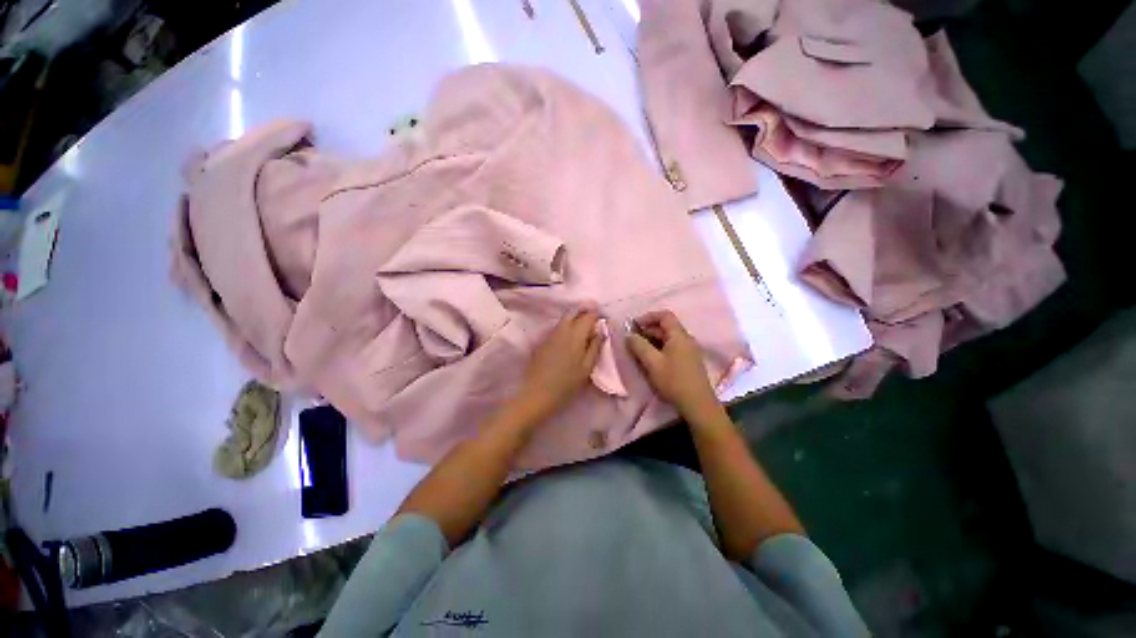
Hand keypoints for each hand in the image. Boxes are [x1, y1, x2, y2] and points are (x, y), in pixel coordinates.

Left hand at [514, 305, 604, 423]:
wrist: (536, 394)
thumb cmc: (566, 385)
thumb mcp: (586, 368)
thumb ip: (595, 347)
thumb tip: (601, 330)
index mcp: (575, 335)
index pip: (588, 316)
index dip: (597, 314)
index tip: (603, 318)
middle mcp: (562, 330)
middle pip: (574, 312)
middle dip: (585, 311)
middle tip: (593, 318)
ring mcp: (550, 335)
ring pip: (564, 319)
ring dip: (575, 318)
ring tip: (584, 327)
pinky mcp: (543, 341)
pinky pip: (557, 327)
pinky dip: (566, 326)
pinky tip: (570, 337)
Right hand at [626, 310, 721, 421]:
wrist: (697, 404)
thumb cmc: (674, 381)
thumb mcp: (652, 363)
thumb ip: (639, 346)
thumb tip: (628, 335)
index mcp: (679, 335)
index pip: (664, 315)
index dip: (648, 317)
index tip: (634, 326)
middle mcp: (686, 339)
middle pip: (666, 326)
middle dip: (647, 330)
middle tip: (632, 339)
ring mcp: (689, 350)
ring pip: (668, 338)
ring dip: (652, 340)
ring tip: (639, 350)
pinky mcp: (688, 361)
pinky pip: (672, 347)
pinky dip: (659, 348)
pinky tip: (651, 360)